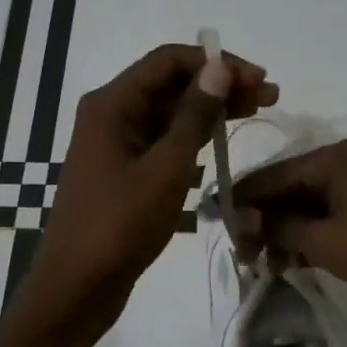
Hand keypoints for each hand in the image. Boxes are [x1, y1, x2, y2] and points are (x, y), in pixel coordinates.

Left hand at [14, 42, 276, 344]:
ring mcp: (116, 144)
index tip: (259, 79)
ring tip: (256, 113)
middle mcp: (111, 114)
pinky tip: (222, 143)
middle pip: (170, 84)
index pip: (169, 61)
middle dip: (219, 86)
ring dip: (210, 111)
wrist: (78, 286)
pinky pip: (162, 141)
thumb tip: (219, 68)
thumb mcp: (166, 168)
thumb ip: (194, 115)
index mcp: (112, 104)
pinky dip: (192, 138)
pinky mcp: (124, 171)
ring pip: (169, 114)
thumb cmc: (120, 225)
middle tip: (269, 96)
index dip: (217, 64)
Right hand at [232, 140, 346, 328]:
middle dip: (262, 221)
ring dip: (284, 233)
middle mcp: (343, 164)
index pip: (269, 176)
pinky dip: (310, 238)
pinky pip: (329, 219)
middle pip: (287, 189)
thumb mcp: (324, 240)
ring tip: (264, 265)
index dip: (239, 202)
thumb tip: (241, 218)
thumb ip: (278, 226)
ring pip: (308, 206)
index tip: (214, 229)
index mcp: (330, 158)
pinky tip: (293, 263)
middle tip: (242, 256)